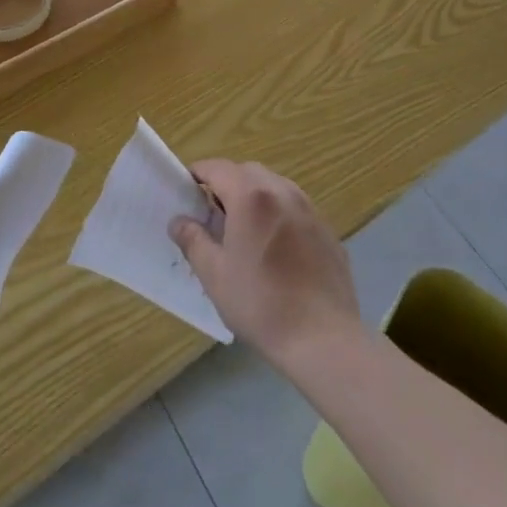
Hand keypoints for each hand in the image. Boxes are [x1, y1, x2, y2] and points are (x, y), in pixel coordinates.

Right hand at [170, 161, 361, 367]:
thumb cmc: (260, 304)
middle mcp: (282, 191)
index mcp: (250, 196)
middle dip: (227, 183)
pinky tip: (277, 249)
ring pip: (275, 186)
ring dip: (255, 196)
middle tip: (213, 214)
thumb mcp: (214, 274)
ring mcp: (309, 209)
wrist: (323, 339)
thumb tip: (179, 221)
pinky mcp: (327, 230)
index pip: (217, 167)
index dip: (198, 174)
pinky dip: (279, 214)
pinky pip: (296, 208)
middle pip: (247, 172)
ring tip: (246, 230)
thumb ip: (193, 240)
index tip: (187, 191)